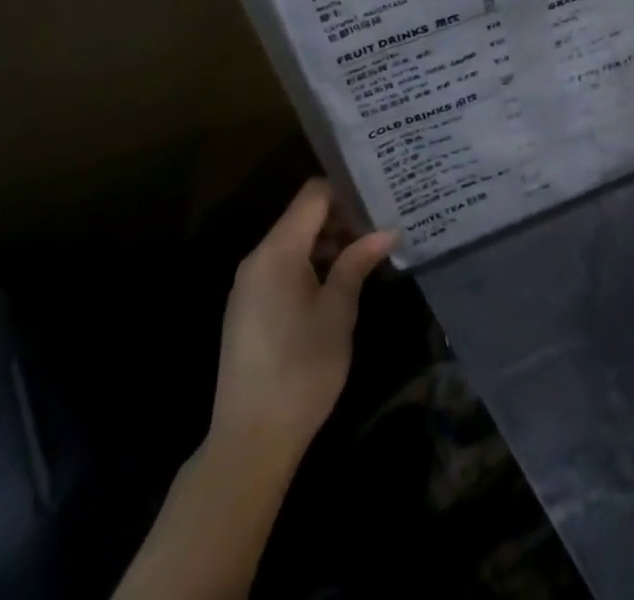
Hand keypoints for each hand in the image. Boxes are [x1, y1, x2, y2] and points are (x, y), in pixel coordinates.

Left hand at [209, 178, 396, 469]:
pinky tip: (337, 286)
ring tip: (366, 258)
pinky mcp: (248, 307)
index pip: (313, 194)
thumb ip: (358, 263)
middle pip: (302, 216)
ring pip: (293, 243)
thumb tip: (386, 231)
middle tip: (380, 231)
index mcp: (277, 251)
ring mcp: (249, 284)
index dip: (346, 192)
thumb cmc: (302, 369)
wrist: (250, 441)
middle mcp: (257, 258)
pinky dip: (310, 265)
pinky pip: (281, 267)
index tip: (378, 202)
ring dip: (327, 244)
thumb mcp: (339, 312)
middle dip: (341, 219)